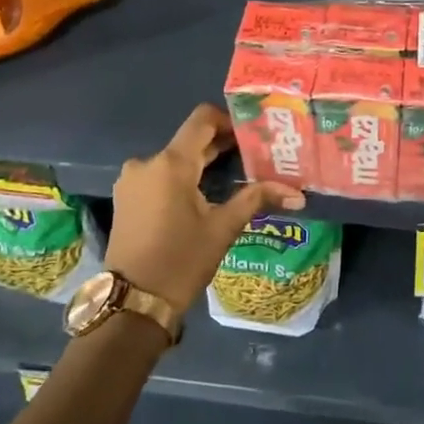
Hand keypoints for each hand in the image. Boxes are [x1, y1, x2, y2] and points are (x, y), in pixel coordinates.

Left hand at [108, 103, 303, 313]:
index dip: (228, 119)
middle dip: (220, 145)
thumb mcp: (223, 228)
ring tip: (230, 179)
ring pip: (174, 159)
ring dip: (200, 164)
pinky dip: (181, 178)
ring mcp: (132, 180)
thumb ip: (256, 199)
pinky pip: (159, 175)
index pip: (202, 119)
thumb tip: (297, 194)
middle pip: (189, 140)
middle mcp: (147, 162)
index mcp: (171, 163)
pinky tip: (201, 197)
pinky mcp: (126, 197)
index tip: (250, 134)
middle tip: (252, 156)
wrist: (132, 303)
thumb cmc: (181, 261)